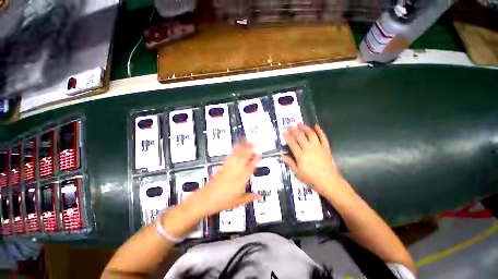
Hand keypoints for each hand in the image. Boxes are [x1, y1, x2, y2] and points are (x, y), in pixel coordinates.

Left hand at [179, 142, 261, 219]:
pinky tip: (235, 146)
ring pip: (237, 154)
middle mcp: (236, 171)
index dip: (256, 160)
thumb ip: (250, 197)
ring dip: (242, 146)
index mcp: (242, 179)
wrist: (206, 198)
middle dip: (250, 149)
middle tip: (254, 143)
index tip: (260, 154)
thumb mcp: (239, 201)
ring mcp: (228, 167)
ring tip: (245, 140)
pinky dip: (234, 149)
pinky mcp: (222, 166)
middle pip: (244, 157)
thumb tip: (258, 196)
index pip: (252, 166)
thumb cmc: (222, 200)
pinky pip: (230, 156)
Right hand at [282, 124, 353, 198]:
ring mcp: (318, 147)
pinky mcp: (326, 148)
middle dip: (294, 130)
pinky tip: (316, 126)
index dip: (287, 136)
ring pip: (310, 134)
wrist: (329, 181)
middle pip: (300, 136)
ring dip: (304, 127)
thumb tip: (283, 154)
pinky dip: (320, 131)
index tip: (284, 132)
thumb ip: (290, 162)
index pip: (292, 143)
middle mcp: (309, 148)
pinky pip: (323, 137)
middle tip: (290, 125)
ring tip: (300, 123)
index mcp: (301, 155)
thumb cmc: (311, 178)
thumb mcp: (297, 172)